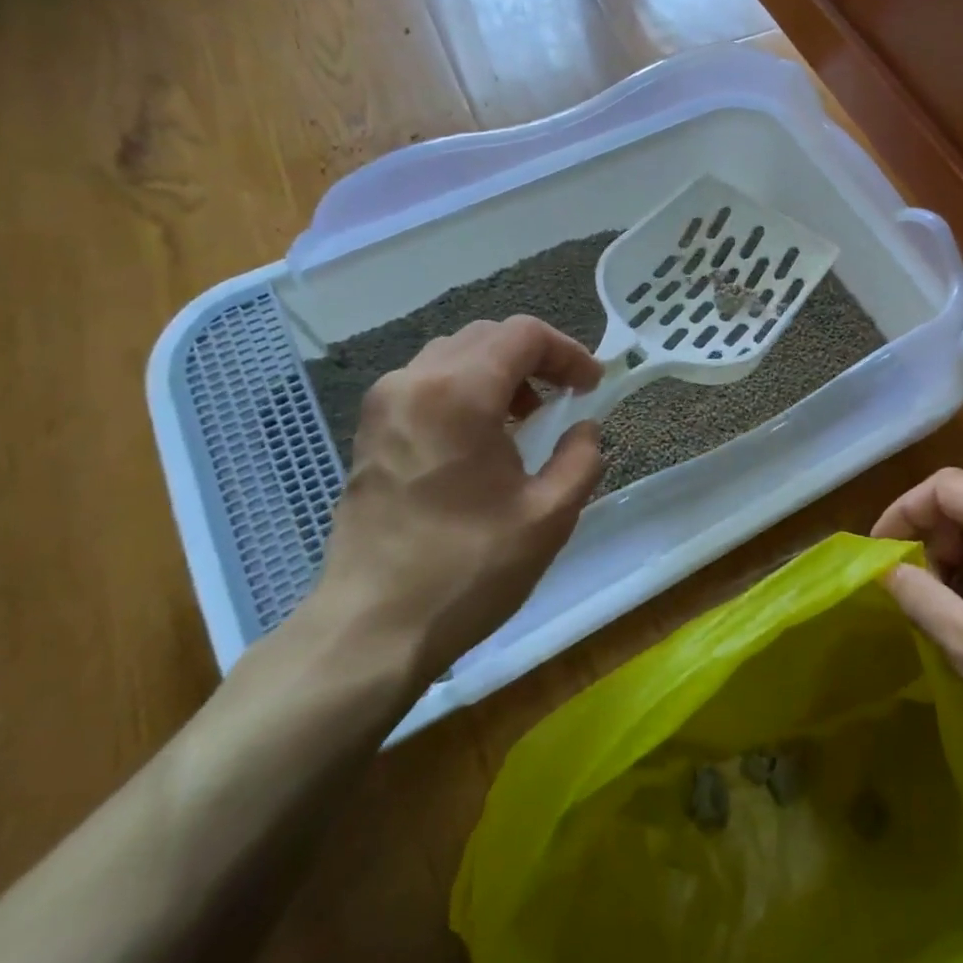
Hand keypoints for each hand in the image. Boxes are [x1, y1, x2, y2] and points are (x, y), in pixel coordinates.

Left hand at [308, 317, 603, 687]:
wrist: (371, 628)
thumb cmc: (467, 569)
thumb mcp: (549, 516)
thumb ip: (581, 458)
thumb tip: (583, 430)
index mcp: (458, 393)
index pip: (523, 334)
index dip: (567, 352)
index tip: (592, 387)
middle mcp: (413, 382)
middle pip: (486, 337)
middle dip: (535, 358)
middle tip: (567, 397)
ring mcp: (383, 405)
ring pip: (453, 356)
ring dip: (499, 372)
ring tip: (528, 417)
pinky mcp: (369, 432)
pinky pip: (427, 384)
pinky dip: (466, 390)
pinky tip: (483, 438)